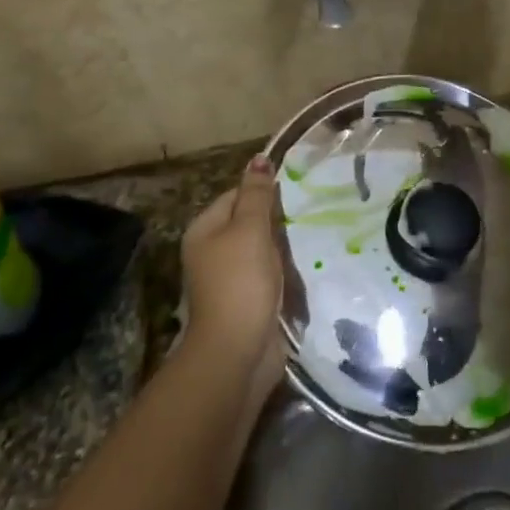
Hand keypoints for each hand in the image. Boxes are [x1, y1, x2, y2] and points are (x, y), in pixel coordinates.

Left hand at [181, 157, 284, 400]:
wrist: (237, 351)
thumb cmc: (241, 282)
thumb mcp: (251, 229)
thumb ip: (258, 194)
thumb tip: (259, 157)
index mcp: (204, 230)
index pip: (235, 195)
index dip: (263, 193)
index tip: (293, 196)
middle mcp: (210, 252)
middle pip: (247, 223)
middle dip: (275, 223)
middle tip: (303, 219)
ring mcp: (226, 279)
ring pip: (259, 251)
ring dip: (281, 250)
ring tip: (305, 244)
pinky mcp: (244, 302)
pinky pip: (265, 276)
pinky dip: (281, 274)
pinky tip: (299, 273)